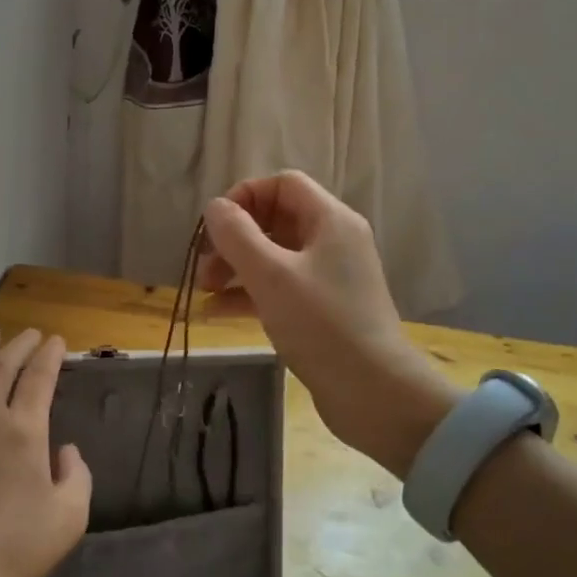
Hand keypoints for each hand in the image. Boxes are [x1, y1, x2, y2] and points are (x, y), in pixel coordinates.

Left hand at [0, 326, 92, 576]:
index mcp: (25, 431)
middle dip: (18, 346)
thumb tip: (65, 451)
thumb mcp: (70, 516)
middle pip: (2, 369)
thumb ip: (77, 476)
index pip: (39, 378)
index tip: (57, 341)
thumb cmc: (16, 548)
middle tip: (28, 334)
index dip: (50, 355)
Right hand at [199, 171, 459, 476]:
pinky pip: (280, 288)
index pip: (283, 184)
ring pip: (274, 256)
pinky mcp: (323, 309)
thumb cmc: (321, 324)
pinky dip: (249, 293)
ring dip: (236, 267)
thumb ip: (237, 235)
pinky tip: (217, 312)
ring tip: (204, 290)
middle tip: (203, 264)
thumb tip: (215, 208)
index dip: (245, 196)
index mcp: (330, 220)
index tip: (216, 226)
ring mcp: (329, 277)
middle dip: (234, 238)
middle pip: (275, 220)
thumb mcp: (271, 275)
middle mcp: (333, 241)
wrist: (374, 392)